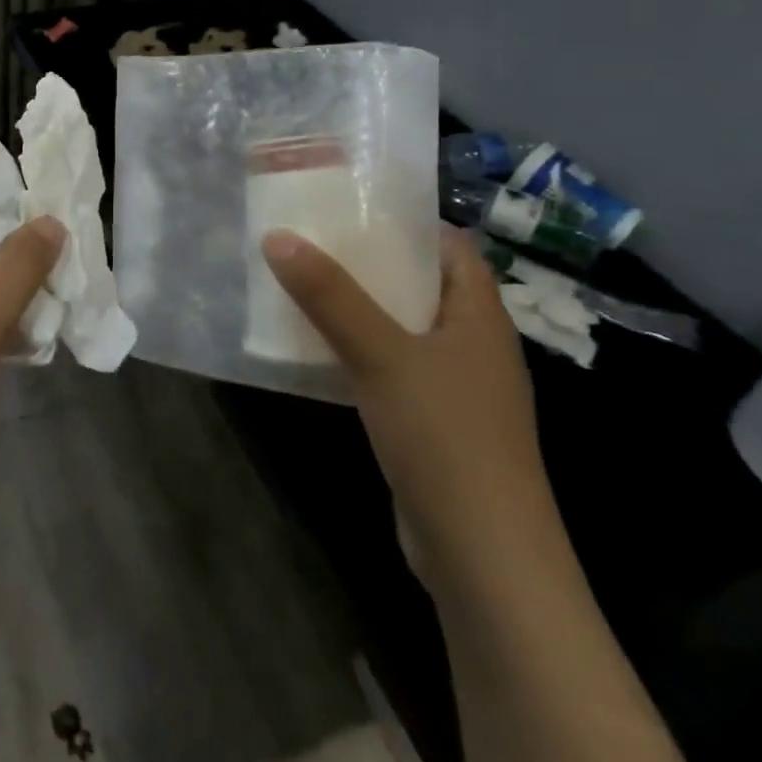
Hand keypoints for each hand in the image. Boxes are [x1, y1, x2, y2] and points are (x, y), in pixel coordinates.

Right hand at [262, 225, 561, 591]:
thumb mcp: (382, 356)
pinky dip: (359, 351)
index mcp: (479, 315)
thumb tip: (277, 236)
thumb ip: (330, 296)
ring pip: (402, 328)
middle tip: (313, 239)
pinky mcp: (434, 423)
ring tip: (304, 283)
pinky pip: (393, 368)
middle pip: (421, 283)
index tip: (351, 204)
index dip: (407, 220)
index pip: (451, 245)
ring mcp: (456, 388)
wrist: (484, 557)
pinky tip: (317, 350)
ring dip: (359, 307)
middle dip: (370, 261)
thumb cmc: (445, 437)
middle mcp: (473, 344)